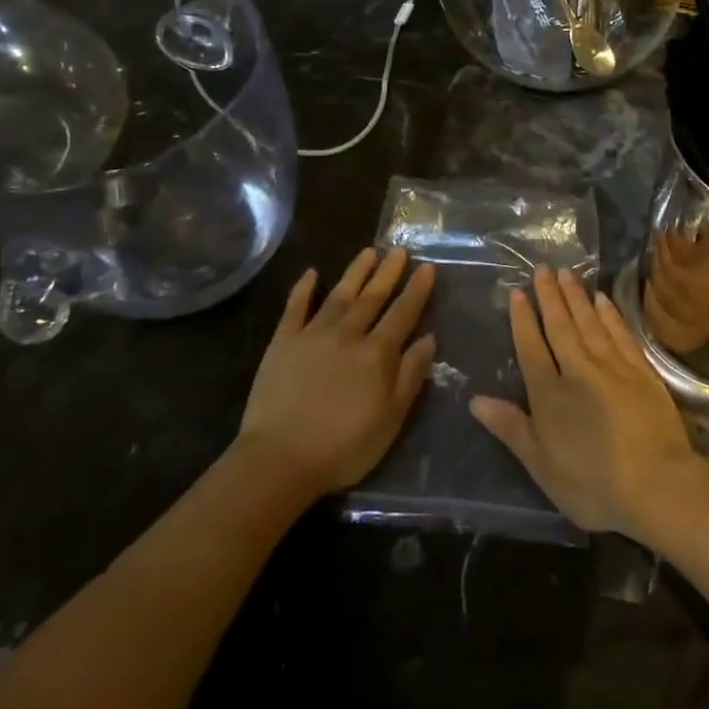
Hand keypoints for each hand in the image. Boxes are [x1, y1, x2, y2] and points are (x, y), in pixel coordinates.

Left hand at [238, 248, 436, 498]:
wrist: (280, 459)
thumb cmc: (343, 446)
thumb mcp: (391, 419)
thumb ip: (410, 376)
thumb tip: (428, 338)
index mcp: (377, 353)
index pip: (403, 313)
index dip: (416, 290)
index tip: (427, 267)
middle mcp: (348, 334)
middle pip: (373, 297)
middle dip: (389, 272)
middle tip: (399, 249)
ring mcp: (313, 334)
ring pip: (340, 295)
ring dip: (356, 272)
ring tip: (368, 252)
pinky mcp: (283, 342)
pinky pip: (295, 308)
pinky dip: (303, 289)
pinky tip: (312, 273)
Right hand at [470, 266, 706, 542]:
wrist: (657, 485)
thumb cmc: (592, 484)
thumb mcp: (541, 465)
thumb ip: (510, 427)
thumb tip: (475, 399)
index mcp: (549, 393)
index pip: (531, 346)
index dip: (523, 319)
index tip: (518, 292)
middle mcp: (578, 369)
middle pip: (560, 325)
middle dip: (550, 295)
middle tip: (542, 267)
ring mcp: (613, 366)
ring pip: (590, 322)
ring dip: (577, 296)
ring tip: (567, 273)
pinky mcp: (642, 370)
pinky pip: (620, 333)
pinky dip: (610, 314)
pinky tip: (603, 299)